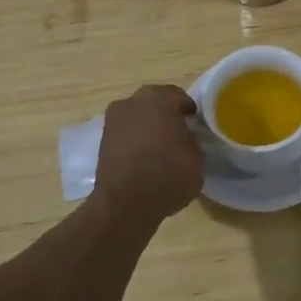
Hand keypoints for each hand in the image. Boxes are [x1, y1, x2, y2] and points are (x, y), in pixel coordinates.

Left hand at [94, 85, 205, 218]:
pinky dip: (134, 141)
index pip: (180, 96)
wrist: (126, 203)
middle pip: (154, 102)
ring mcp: (114, 120)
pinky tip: (144, 158)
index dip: (189, 111)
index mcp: (160, 99)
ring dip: (147, 127)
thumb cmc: (169, 174)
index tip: (196, 125)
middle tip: (179, 133)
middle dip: (166, 114)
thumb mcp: (198, 158)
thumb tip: (186, 137)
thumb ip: (193, 140)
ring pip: (137, 117)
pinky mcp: (102, 141)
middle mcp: (133, 102)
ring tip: (160, 148)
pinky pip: (125, 133)